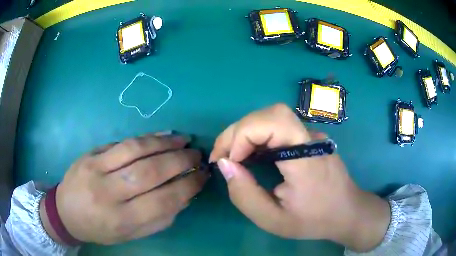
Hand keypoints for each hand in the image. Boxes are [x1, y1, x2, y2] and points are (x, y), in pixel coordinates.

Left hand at [41, 133, 208, 244]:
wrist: (66, 211)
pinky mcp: (91, 154)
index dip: (188, 186)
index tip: (203, 176)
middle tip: (197, 155)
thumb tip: (184, 196)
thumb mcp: (131, 234)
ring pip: (136, 150)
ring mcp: (96, 169)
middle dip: (180, 161)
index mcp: (121, 220)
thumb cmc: (100, 228)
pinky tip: (162, 135)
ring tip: (184, 140)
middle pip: (150, 172)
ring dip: (165, 144)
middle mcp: (108, 193)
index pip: (162, 201)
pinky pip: (122, 142)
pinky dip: (147, 137)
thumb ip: (158, 219)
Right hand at [209, 104, 389, 251]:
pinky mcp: (309, 138)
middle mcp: (310, 138)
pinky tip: (252, 154)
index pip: (273, 122)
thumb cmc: (313, 220)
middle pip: (270, 114)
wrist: (347, 212)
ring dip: (246, 132)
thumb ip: (245, 195)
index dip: (243, 135)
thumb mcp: (273, 220)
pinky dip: (258, 135)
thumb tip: (224, 164)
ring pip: (272, 117)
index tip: (229, 161)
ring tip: (233, 156)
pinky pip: (279, 127)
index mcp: (305, 159)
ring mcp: (312, 135)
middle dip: (238, 131)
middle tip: (222, 156)